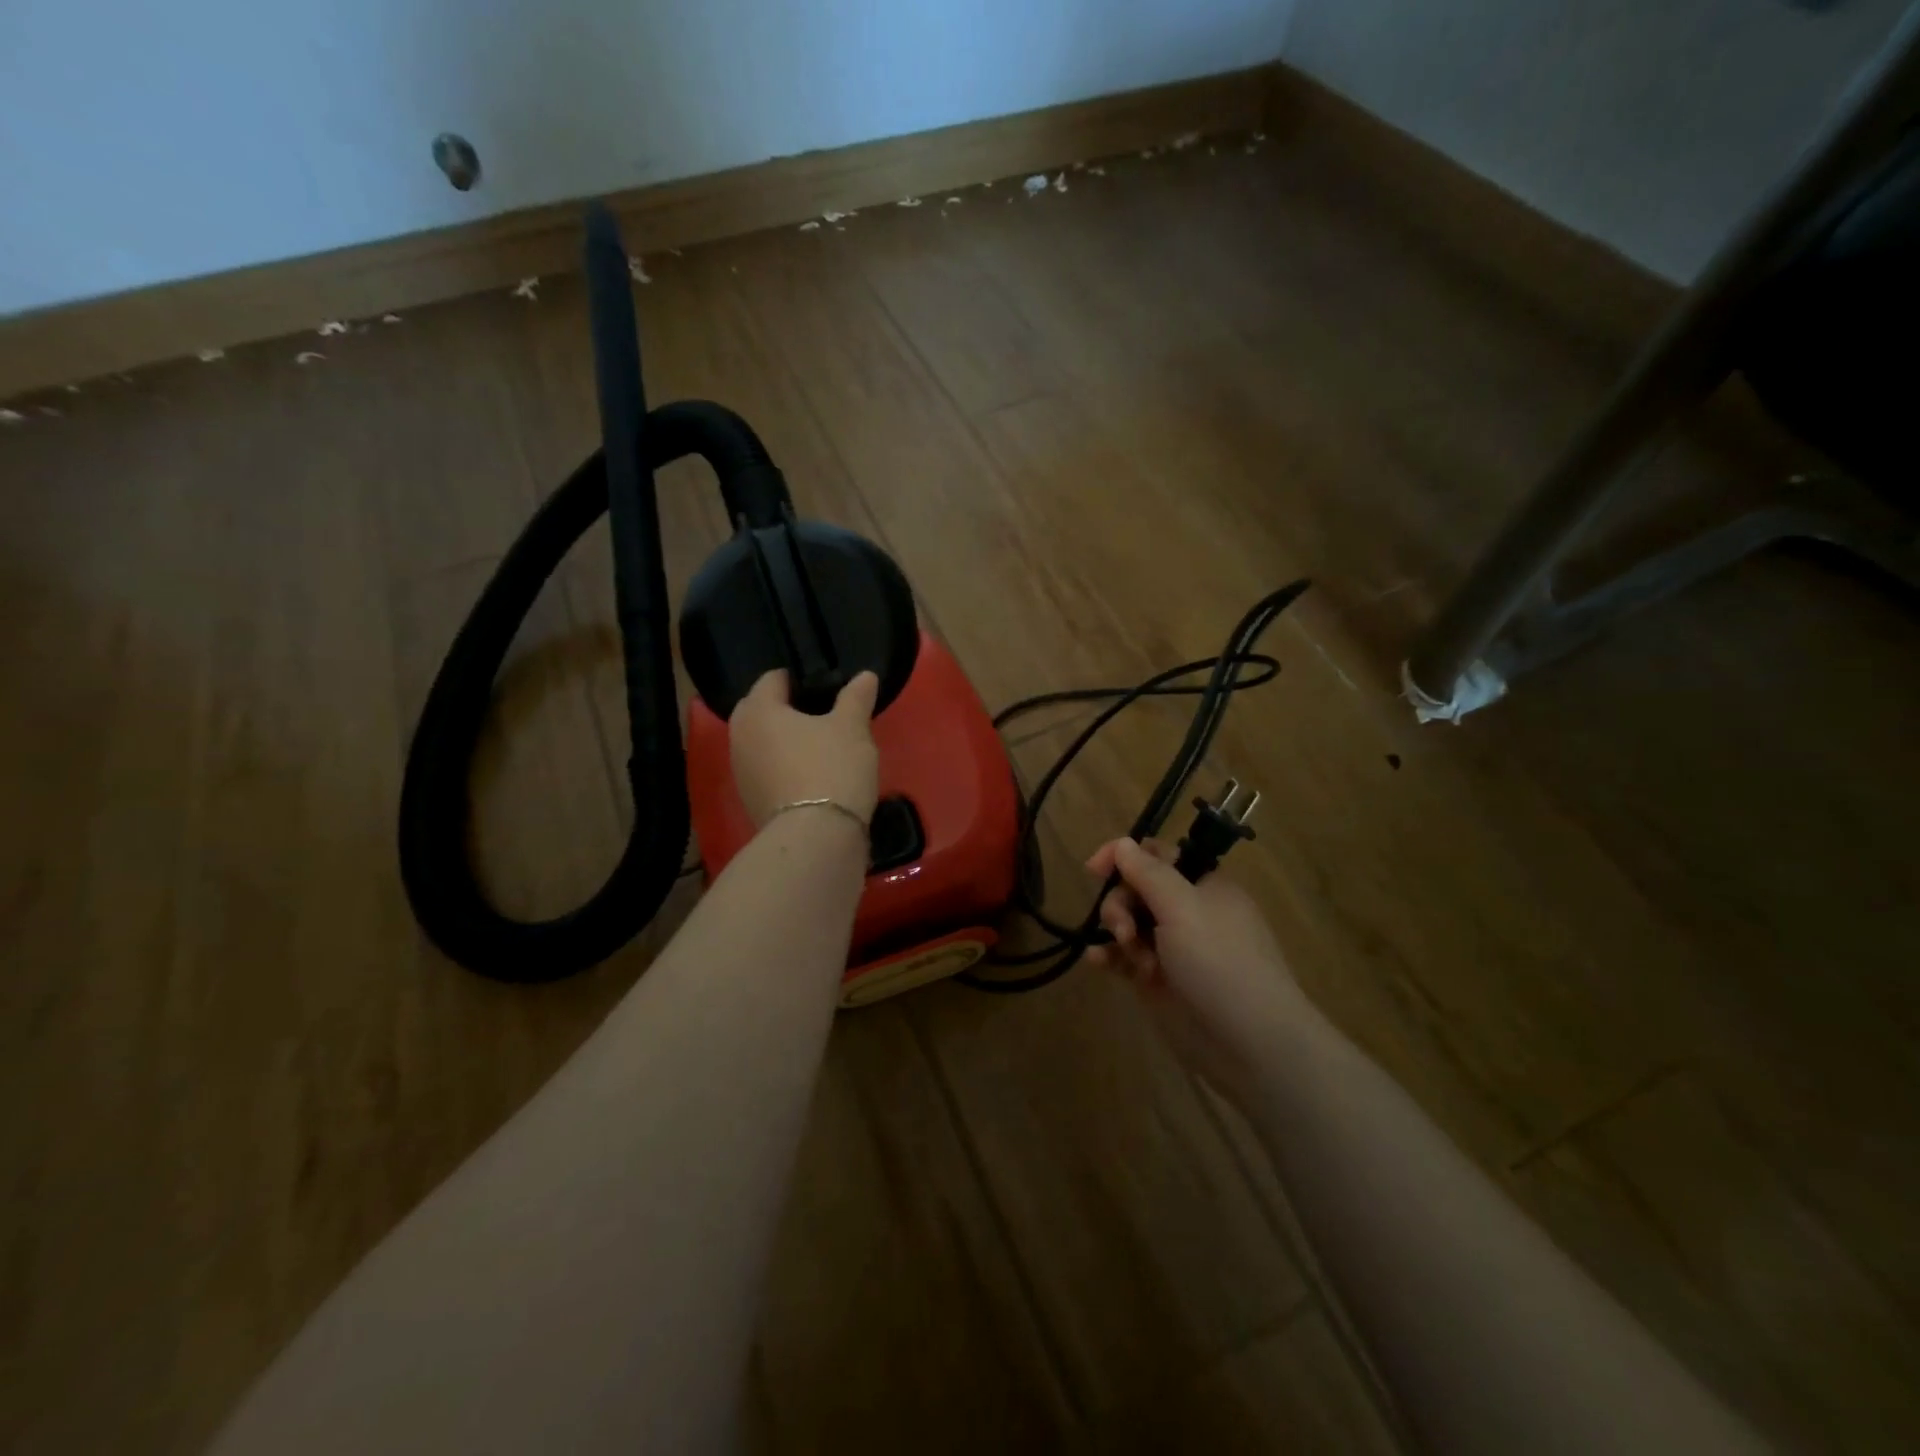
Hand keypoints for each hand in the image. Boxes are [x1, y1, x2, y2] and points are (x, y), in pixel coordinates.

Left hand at [728, 670, 880, 829]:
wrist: (816, 837)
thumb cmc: (832, 768)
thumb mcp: (852, 727)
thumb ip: (856, 697)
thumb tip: (865, 676)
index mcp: (758, 710)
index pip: (773, 679)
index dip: (800, 678)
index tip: (826, 687)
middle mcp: (739, 736)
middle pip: (762, 710)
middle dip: (787, 709)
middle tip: (823, 714)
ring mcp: (741, 772)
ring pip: (763, 743)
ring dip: (785, 740)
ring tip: (820, 745)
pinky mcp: (751, 801)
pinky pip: (767, 770)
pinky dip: (784, 767)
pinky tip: (812, 775)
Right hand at [1085, 837, 1310, 1103]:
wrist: (1250, 1044)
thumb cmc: (1221, 963)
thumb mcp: (1183, 908)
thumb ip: (1148, 873)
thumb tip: (1122, 843)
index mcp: (1204, 885)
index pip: (1157, 855)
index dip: (1124, 856)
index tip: (1095, 869)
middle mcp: (1188, 912)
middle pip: (1136, 888)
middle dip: (1121, 903)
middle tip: (1124, 929)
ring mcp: (1173, 947)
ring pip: (1128, 922)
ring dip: (1117, 930)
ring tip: (1125, 952)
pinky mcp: (1159, 980)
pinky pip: (1125, 957)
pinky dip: (1110, 956)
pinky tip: (1097, 961)